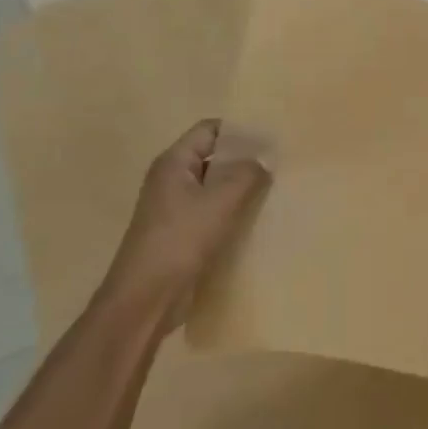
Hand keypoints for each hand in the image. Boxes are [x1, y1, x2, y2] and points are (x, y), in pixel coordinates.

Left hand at [102, 119, 270, 328]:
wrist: (146, 298)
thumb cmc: (180, 240)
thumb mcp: (220, 202)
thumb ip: (247, 174)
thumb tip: (264, 160)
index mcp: (174, 163)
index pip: (209, 129)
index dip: (240, 130)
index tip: (272, 137)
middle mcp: (172, 180)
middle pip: (213, 157)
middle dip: (245, 160)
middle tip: (281, 164)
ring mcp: (175, 208)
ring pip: (215, 188)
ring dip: (242, 189)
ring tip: (277, 190)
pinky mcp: (182, 234)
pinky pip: (213, 213)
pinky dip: (234, 213)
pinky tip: (259, 220)